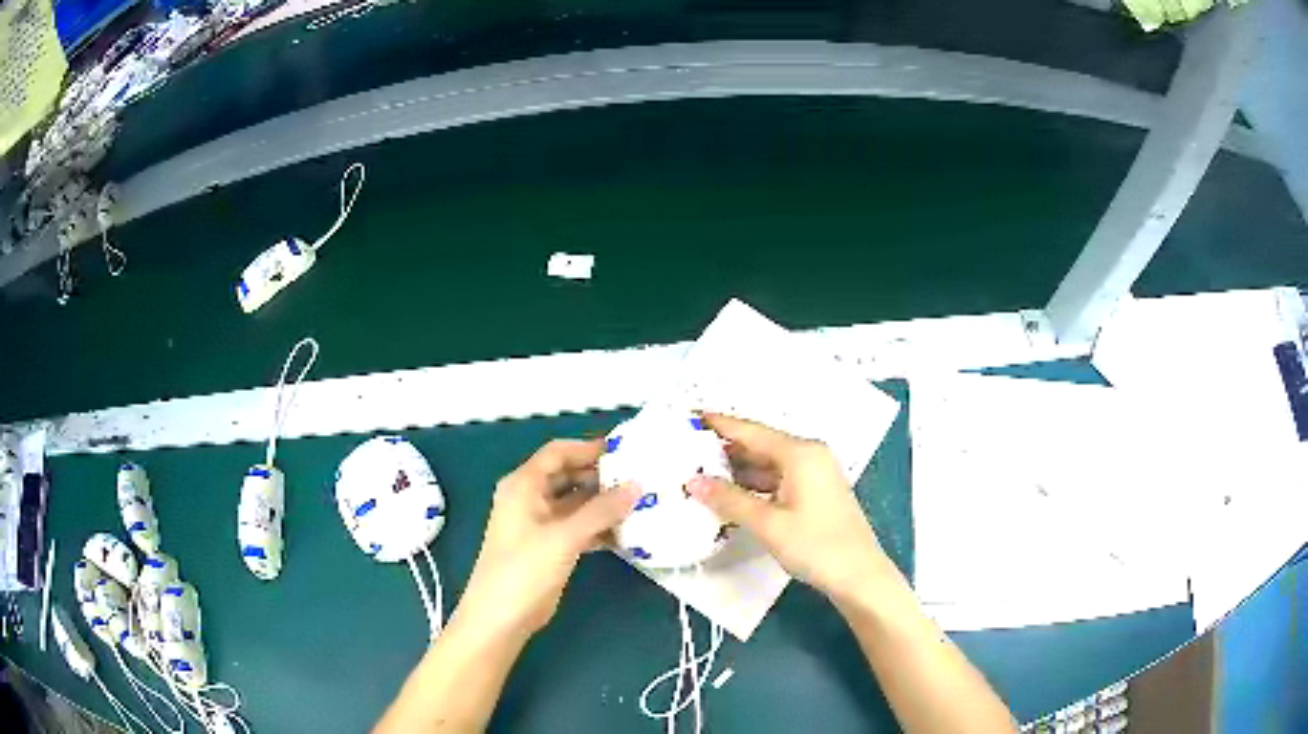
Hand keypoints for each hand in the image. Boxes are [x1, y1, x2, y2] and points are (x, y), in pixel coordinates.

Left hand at [451, 440, 639, 641]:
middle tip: (641, 477)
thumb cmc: (524, 570)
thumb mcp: (564, 537)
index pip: (558, 452)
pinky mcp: (550, 547)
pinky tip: (628, 533)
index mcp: (523, 485)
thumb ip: (601, 510)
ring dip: (604, 503)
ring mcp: (540, 524)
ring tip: (641, 503)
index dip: (590, 448)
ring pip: (576, 502)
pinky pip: (579, 526)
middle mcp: (530, 498)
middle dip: (602, 476)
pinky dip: (600, 527)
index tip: (626, 450)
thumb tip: (637, 485)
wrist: (500, 618)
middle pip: (569, 475)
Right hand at [687, 414, 896, 603]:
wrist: (859, 576)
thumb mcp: (768, 524)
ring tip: (700, 473)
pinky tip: (730, 495)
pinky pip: (777, 479)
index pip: (751, 431)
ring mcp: (814, 475)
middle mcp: (809, 456)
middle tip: (685, 451)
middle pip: (760, 445)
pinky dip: (753, 485)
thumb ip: (729, 500)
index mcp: (800, 453)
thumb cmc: (816, 545)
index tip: (689, 416)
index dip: (719, 424)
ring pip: (768, 464)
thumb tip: (693, 481)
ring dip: (737, 470)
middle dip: (724, 449)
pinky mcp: (815, 494)